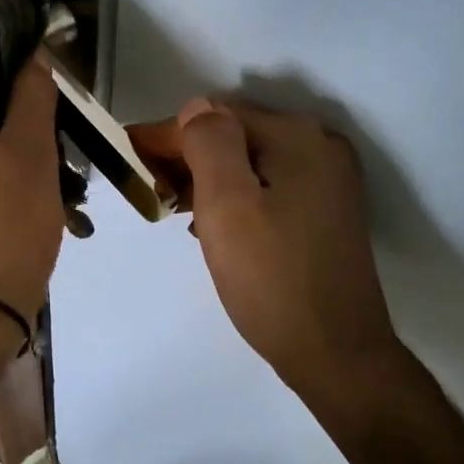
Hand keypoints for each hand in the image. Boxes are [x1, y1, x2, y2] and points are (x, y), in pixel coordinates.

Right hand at [130, 99, 399, 403]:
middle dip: (189, 155)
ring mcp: (330, 182)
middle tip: (149, 186)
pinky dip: (237, 197)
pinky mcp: (328, 213)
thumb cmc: (272, 279)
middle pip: (238, 136)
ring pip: (252, 163)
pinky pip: (270, 187)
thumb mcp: (227, 206)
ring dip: (210, 178)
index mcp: (298, 138)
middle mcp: (321, 148)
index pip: (218, 116)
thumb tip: (196, 110)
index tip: (127, 152)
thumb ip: (209, 145)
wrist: (335, 353)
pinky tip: (214, 225)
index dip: (168, 133)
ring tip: (174, 207)